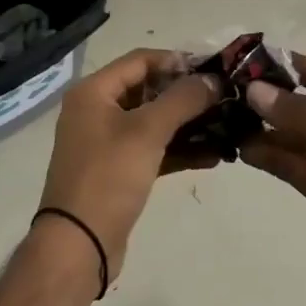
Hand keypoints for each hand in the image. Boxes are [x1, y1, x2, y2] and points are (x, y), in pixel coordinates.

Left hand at [38, 49, 219, 285]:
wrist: (78, 246)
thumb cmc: (108, 177)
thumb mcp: (148, 131)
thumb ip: (183, 99)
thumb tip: (213, 80)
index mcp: (94, 92)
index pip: (141, 60)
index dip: (177, 60)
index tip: (213, 68)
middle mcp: (97, 111)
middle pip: (149, 89)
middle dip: (187, 93)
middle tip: (225, 96)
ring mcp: (107, 143)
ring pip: (155, 121)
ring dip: (189, 123)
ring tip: (227, 124)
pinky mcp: (119, 170)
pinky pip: (154, 149)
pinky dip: (180, 150)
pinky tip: (215, 155)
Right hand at [240, 55, 305, 298]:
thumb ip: (302, 115)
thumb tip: (255, 90)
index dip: (284, 63)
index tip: (243, 59)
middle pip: (297, 102)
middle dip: (264, 95)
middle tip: (219, 92)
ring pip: (287, 134)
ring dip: (258, 126)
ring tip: (219, 120)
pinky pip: (287, 163)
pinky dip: (265, 156)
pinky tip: (239, 150)